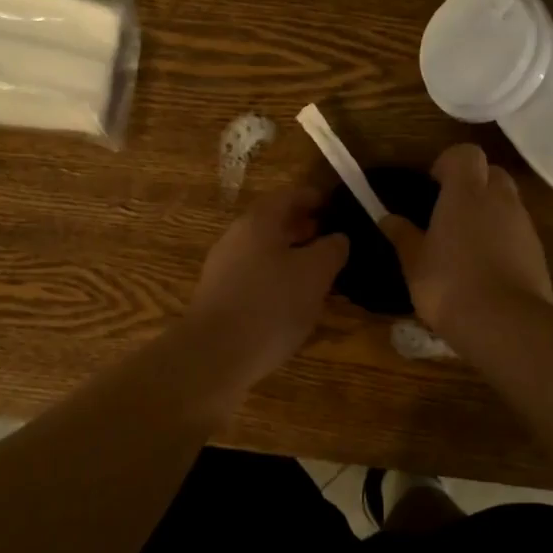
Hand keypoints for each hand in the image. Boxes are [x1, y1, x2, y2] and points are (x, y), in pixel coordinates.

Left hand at [183, 186, 349, 388]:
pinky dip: (277, 277)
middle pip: (274, 222)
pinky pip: (255, 275)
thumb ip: (331, 250)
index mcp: (259, 221)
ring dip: (292, 255)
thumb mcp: (315, 274)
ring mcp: (224, 267)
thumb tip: (337, 238)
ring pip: (265, 250)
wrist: (214, 356)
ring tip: (320, 272)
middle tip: (333, 240)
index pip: (290, 196)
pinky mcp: (220, 296)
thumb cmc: (270, 305)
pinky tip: (293, 299)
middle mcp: (237, 237)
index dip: (316, 198)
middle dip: (305, 228)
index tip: (338, 207)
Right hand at [379, 144, 552, 338]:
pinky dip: (504, 239)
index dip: (450, 163)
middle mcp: (500, 200)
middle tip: (450, 211)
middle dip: (473, 184)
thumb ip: (403, 236)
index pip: (466, 153)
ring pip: (508, 203)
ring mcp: (524, 225)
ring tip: (466, 244)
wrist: (504, 324)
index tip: (434, 184)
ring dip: (489, 212)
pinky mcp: (538, 252)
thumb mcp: (414, 262)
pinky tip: (486, 268)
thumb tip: (388, 219)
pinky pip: (518, 232)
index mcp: (466, 193)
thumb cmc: (448, 285)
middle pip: (492, 173)